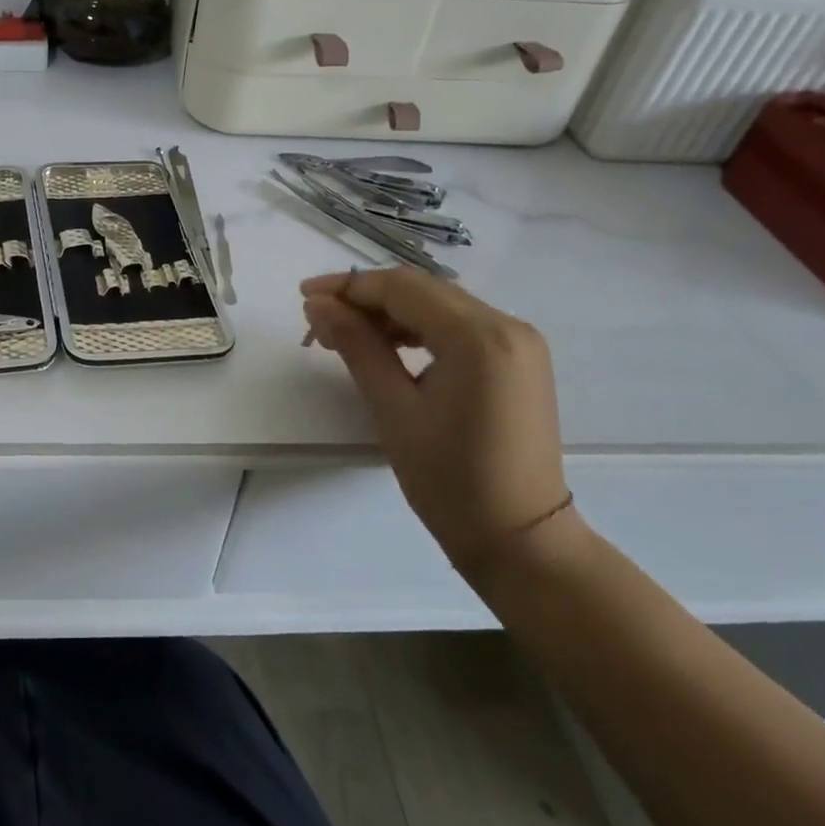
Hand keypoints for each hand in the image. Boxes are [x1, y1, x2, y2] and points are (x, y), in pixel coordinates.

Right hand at [301, 268, 570, 574]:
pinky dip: (419, 329)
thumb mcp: (393, 408)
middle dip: (366, 299)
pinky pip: (459, 327)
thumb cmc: (450, 479)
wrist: (520, 539)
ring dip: (390, 314)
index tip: (304, 296)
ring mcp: (519, 342)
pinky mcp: (519, 360)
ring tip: (345, 337)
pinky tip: (388, 348)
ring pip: (440, 306)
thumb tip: (319, 304)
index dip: (348, 287)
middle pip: (422, 290)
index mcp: (479, 337)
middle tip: (319, 321)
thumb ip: (357, 346)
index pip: (402, 288)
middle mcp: (508, 326)